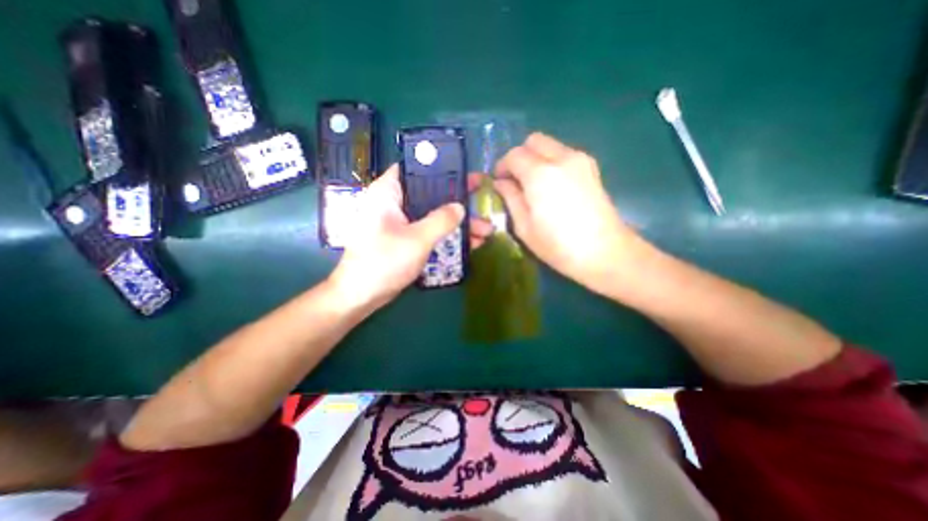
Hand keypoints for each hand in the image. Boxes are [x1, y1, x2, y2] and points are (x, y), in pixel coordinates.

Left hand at [330, 165, 496, 308]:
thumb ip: (441, 220)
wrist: (362, 295)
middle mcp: (393, 203)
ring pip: (433, 214)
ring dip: (457, 223)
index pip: (415, 168)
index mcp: (388, 192)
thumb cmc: (383, 261)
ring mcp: (400, 222)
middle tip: (481, 201)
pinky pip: (429, 230)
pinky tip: (471, 243)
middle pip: (430, 193)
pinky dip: (447, 235)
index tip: (464, 174)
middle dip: (457, 200)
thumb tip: (460, 207)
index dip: (440, 167)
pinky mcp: (405, 238)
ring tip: (485, 230)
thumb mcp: (417, 239)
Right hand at [496, 133, 641, 291]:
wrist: (605, 252)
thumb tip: (501, 183)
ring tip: (534, 184)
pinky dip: (552, 162)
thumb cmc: (558, 245)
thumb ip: (510, 198)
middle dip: (520, 156)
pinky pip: (564, 154)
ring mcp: (580, 160)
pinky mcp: (592, 167)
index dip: (502, 167)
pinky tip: (553, 186)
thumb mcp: (524, 227)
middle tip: (516, 179)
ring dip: (537, 158)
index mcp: (540, 174)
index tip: (499, 182)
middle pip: (534, 140)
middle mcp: (561, 158)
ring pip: (550, 145)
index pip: (514, 155)